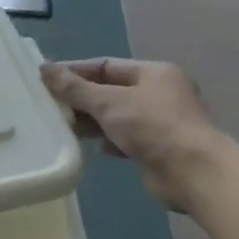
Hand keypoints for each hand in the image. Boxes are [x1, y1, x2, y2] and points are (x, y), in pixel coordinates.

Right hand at [40, 59, 222, 211]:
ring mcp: (159, 121)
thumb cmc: (152, 126)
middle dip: (81, 98)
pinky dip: (107, 140)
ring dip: (92, 120)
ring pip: (116, 115)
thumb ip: (75, 87)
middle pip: (110, 90)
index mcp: (153, 73)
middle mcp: (159, 93)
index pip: (106, 65)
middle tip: (49, 105)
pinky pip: (124, 137)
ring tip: (63, 126)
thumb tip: (44, 68)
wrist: (193, 172)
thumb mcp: (108, 102)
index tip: (46, 79)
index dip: (75, 71)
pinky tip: (91, 146)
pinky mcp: (157, 147)